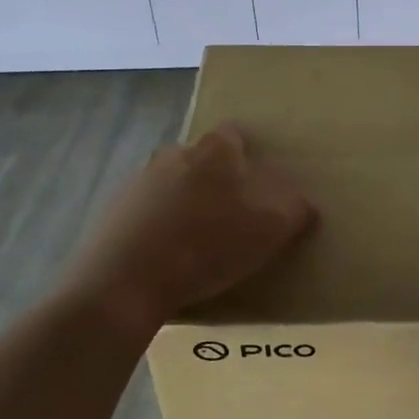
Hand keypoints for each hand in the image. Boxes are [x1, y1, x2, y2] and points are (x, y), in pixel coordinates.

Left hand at [61, 122, 315, 327]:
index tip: (257, 187)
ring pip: (172, 184)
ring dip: (185, 204)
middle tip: (232, 218)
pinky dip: (158, 226)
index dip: (248, 157)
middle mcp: (174, 153)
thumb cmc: (206, 247)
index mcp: (213, 150)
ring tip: (198, 244)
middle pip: (202, 160)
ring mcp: (139, 180)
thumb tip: (304, 203)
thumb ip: (294, 210)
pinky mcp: (114, 210)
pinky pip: (146, 211)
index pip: (235, 135)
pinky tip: (166, 259)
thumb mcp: (268, 231)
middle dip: (216, 182)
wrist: (125, 283)